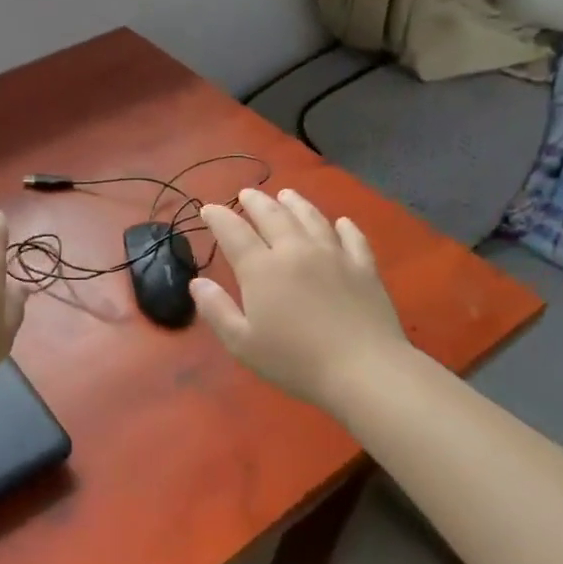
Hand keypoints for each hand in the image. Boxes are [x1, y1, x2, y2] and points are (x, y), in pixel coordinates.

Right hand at [191, 188, 409, 414]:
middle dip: (256, 202)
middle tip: (246, 193)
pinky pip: (353, 238)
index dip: (218, 217)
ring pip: (311, 218)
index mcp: (262, 269)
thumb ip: (217, 310)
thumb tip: (198, 282)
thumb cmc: (295, 362)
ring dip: (295, 203)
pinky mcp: (364, 268)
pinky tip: (341, 222)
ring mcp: (334, 255)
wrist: (364, 370)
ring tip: (286, 194)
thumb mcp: (242, 343)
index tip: (207, 208)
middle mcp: (296, 251)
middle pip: (273, 215)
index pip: (234, 232)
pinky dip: (344, 226)